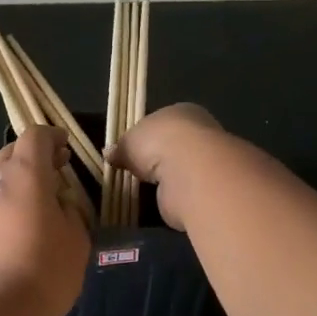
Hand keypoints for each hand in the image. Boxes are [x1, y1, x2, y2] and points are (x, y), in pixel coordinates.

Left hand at [0, 126, 91, 315]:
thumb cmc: (46, 269)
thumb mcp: (77, 238)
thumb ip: (70, 211)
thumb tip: (59, 204)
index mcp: (25, 173)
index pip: (35, 137)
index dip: (52, 137)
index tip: (66, 148)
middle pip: (10, 153)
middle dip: (33, 157)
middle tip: (54, 172)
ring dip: (13, 180)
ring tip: (33, 201)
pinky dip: (0, 203)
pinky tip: (13, 227)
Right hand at [106, 103, 225, 232]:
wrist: (190, 172)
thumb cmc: (158, 142)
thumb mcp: (129, 140)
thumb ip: (121, 147)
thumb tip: (109, 153)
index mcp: (182, 112)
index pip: (162, 123)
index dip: (145, 137)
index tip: (130, 151)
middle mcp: (200, 133)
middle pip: (172, 147)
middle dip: (156, 160)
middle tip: (134, 174)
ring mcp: (207, 162)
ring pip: (179, 170)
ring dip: (165, 180)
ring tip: (141, 191)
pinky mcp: (208, 189)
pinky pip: (184, 192)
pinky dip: (172, 197)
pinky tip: (157, 202)